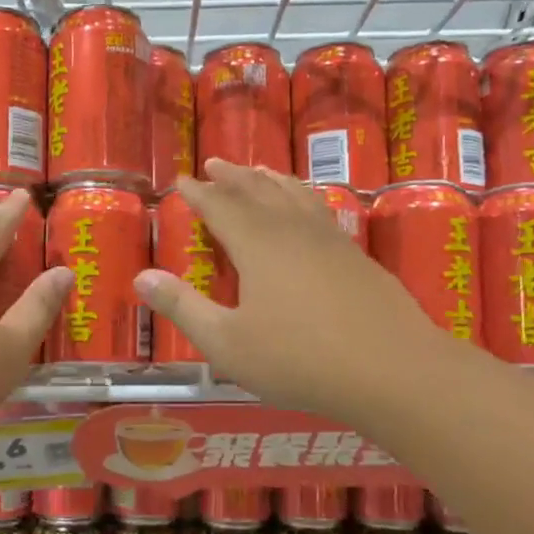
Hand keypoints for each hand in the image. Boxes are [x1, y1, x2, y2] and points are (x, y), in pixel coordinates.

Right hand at [135, 160, 437, 427]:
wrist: (393, 370)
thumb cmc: (299, 359)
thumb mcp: (227, 342)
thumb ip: (183, 308)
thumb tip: (141, 276)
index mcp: (257, 245)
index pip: (220, 207)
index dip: (198, 194)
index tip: (181, 180)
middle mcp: (292, 231)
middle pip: (258, 192)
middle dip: (233, 177)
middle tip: (215, 163)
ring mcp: (330, 240)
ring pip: (294, 196)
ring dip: (270, 181)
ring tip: (259, 170)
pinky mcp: (356, 256)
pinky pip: (320, 210)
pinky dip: (303, 198)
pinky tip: (308, 208)